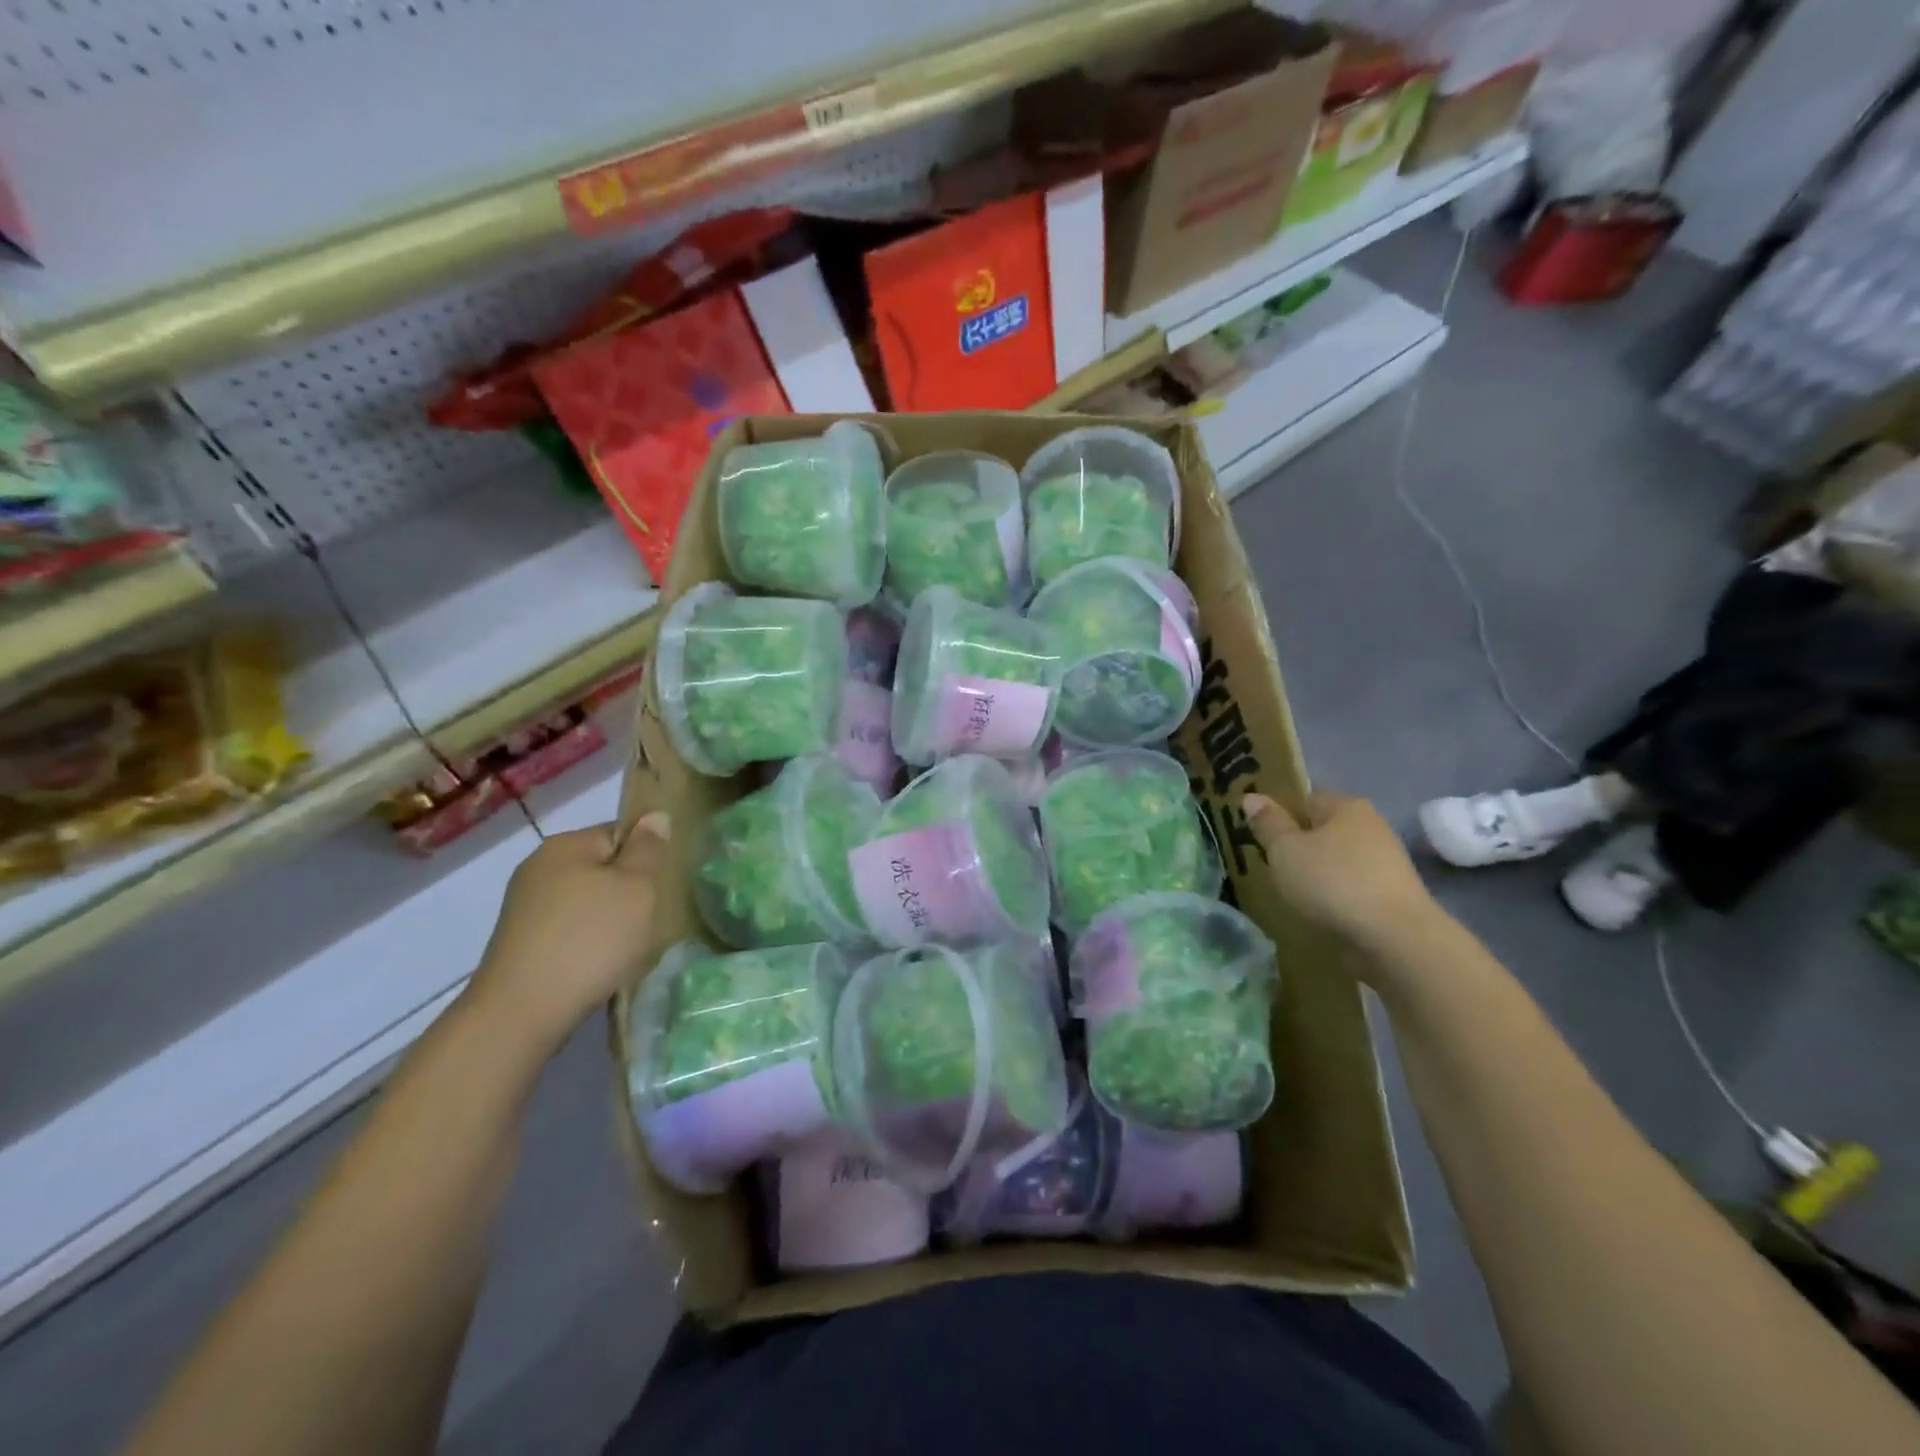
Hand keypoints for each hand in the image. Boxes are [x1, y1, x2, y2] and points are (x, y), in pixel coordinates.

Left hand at [465, 813, 668, 1053]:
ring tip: (622, 948)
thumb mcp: (637, 888)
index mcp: (566, 844)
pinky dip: (585, 942)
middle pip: (601, 867)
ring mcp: (524, 905)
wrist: (522, 1012)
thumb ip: (648, 849)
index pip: (620, 833)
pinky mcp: (519, 941)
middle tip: (646, 920)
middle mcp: (539, 866)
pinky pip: (566, 928)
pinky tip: (596, 964)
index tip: (656, 890)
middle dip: (626, 891)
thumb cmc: (591, 940)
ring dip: (606, 919)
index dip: (644, 858)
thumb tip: (654, 816)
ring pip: (584, 900)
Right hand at [1244, 791, 1437, 958]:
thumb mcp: (1285, 850)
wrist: (1395, 940)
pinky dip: (1334, 897)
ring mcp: (1386, 863)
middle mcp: (1371, 827)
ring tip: (1290, 894)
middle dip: (1298, 847)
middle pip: (1322, 830)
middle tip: (1270, 867)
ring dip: (1315, 874)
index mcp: (1346, 806)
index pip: (1305, 798)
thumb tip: (1251, 797)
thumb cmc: (1333, 883)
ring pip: (1336, 861)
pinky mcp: (1392, 896)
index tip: (1259, 837)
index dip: (1280, 814)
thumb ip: (1268, 823)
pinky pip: (1350, 887)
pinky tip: (1319, 912)